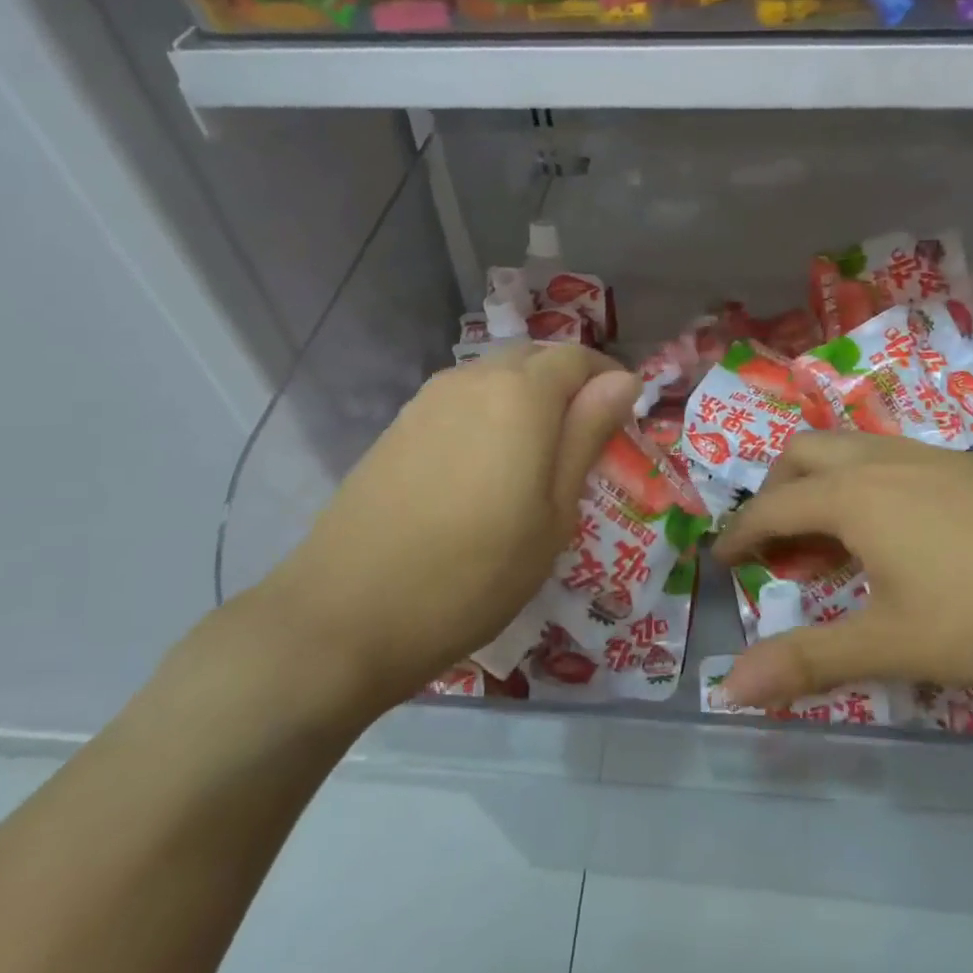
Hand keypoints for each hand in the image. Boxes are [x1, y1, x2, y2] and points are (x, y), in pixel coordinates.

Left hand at [249, 344, 638, 714]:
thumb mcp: (554, 513)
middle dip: (569, 386)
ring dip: (528, 400)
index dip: (609, 380)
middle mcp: (473, 379)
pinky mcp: (398, 426)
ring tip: (539, 459)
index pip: (578, 358)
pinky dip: (490, 416)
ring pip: (495, 377)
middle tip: (586, 441)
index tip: (624, 421)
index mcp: (521, 394)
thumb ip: (587, 436)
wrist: (348, 614)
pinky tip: (487, 469)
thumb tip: (623, 380)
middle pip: (534, 359)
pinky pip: (462, 400)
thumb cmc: (475, 573)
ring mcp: (428, 400)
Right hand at [712, 433, 972, 709]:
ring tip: (829, 534)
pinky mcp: (966, 465)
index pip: (772, 507)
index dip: (739, 534)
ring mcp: (927, 455)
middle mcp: (880, 461)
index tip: (720, 558)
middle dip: (774, 491)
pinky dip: (861, 482)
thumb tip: (729, 687)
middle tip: (774, 539)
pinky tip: (894, 526)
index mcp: (851, 496)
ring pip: (848, 449)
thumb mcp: (895, 643)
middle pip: (803, 455)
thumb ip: (810, 661)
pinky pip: (887, 457)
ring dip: (819, 482)